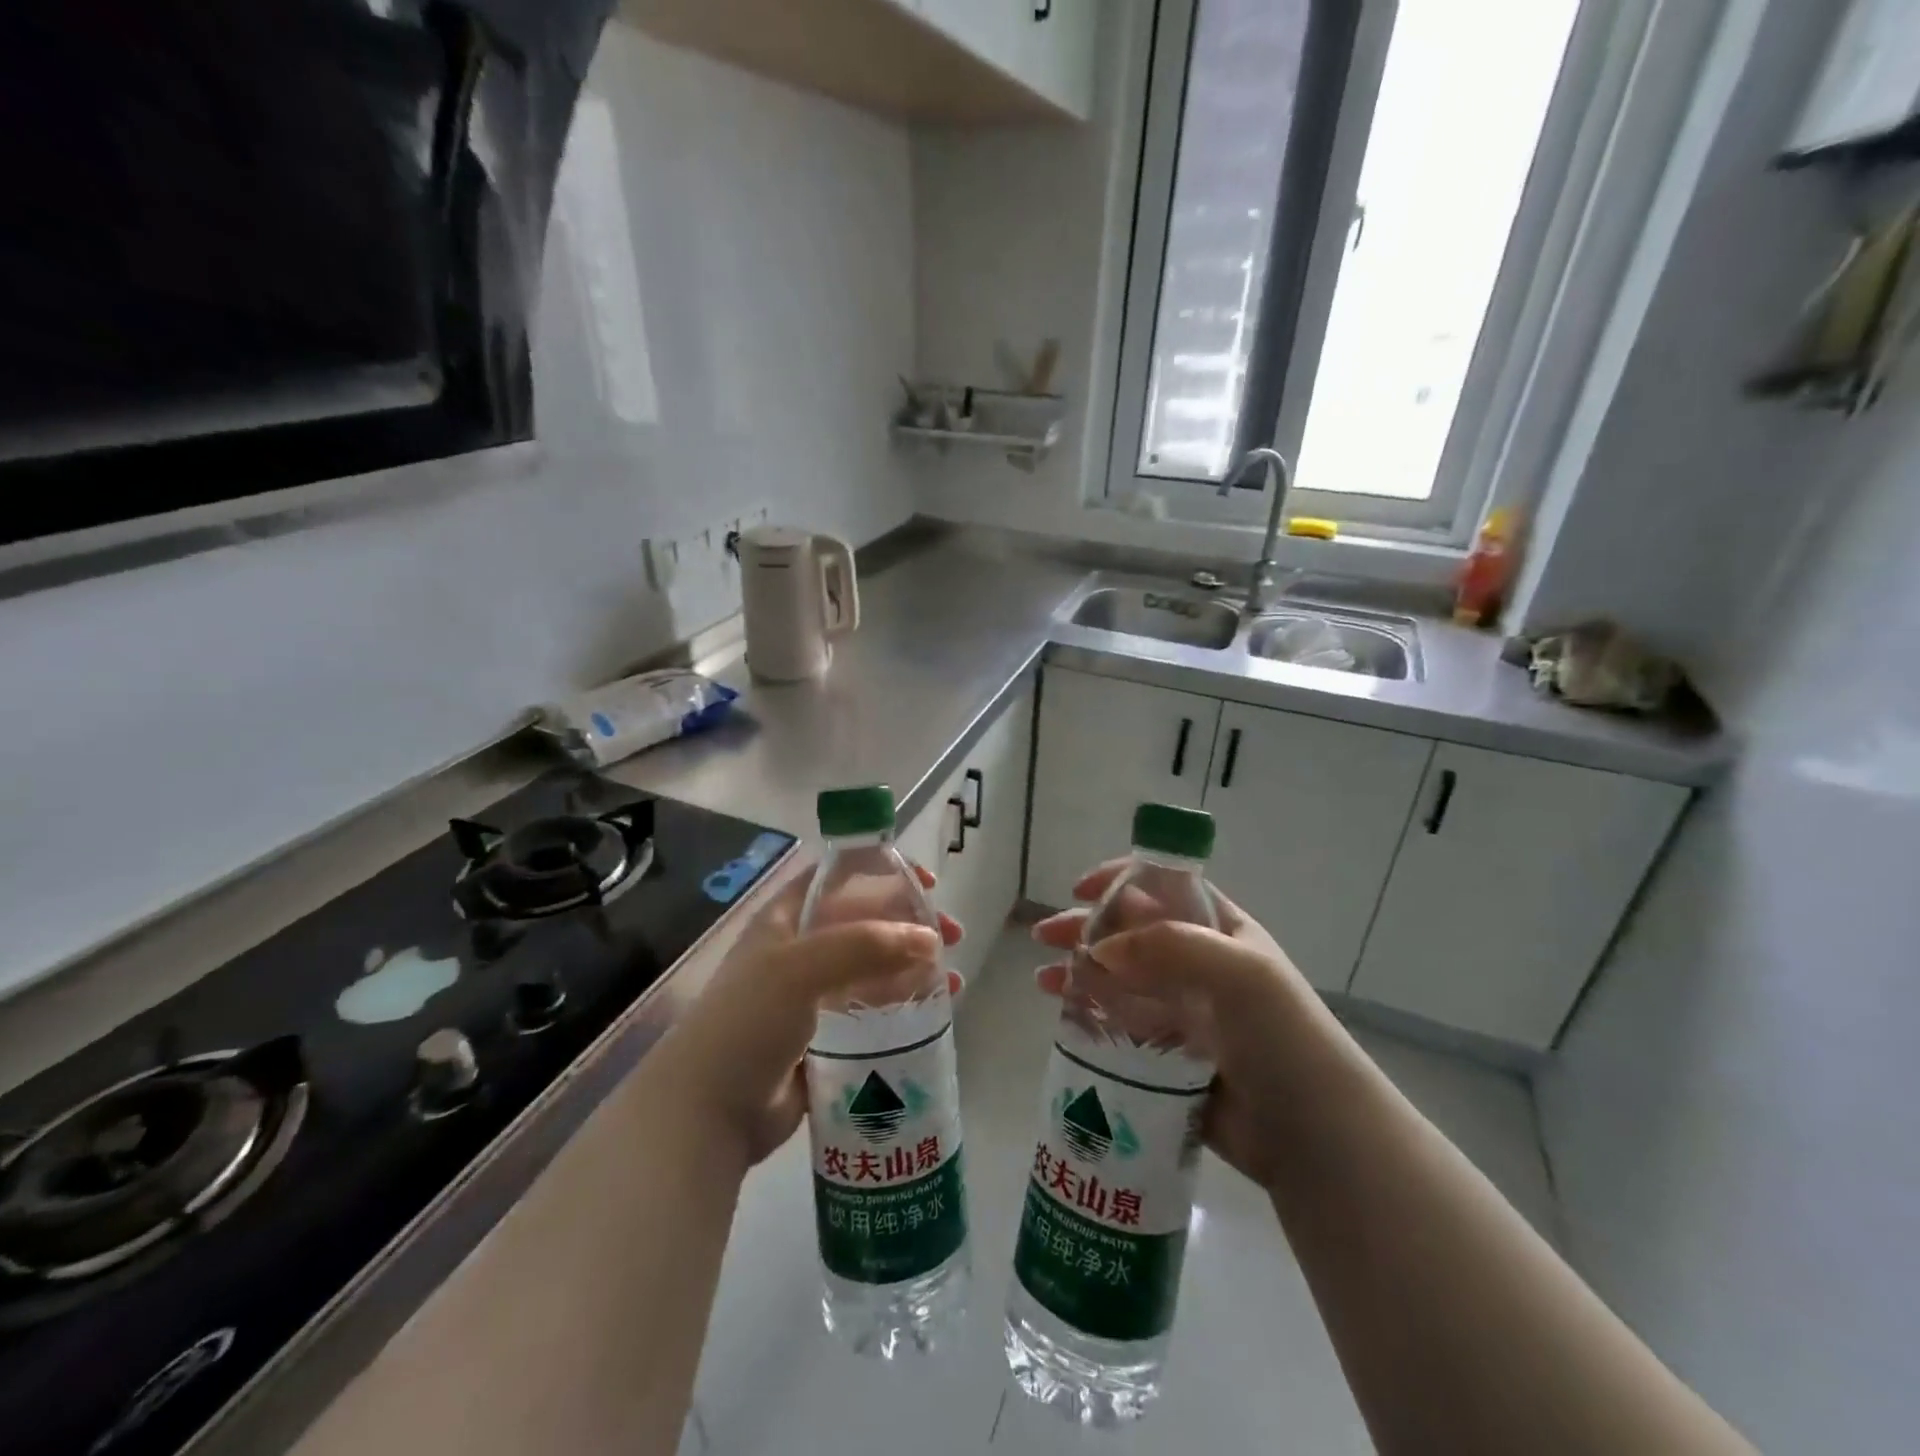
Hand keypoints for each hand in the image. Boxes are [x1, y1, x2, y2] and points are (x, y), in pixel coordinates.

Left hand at [661, 862, 962, 1169]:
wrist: (708, 1112)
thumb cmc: (748, 1022)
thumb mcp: (801, 968)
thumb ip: (865, 945)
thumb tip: (929, 939)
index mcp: (787, 920)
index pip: (840, 878)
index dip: (883, 871)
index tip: (927, 882)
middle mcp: (801, 951)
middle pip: (866, 923)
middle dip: (911, 924)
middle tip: (952, 936)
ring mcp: (814, 996)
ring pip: (875, 969)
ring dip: (914, 967)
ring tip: (953, 981)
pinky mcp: (827, 1037)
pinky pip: (874, 1012)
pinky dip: (905, 1006)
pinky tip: (937, 1012)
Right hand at [1032, 862, 1318, 1192]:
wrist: (1313, 1137)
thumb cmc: (1281, 1037)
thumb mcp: (1238, 973)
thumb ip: (1169, 946)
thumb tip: (1099, 949)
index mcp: (1220, 931)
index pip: (1164, 888)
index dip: (1122, 881)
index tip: (1080, 889)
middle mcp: (1197, 964)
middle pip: (1131, 933)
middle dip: (1086, 928)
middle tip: (1044, 936)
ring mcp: (1181, 1011)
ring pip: (1118, 979)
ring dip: (1079, 971)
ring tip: (1042, 981)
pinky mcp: (1167, 1055)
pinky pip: (1120, 1024)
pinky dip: (1089, 1014)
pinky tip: (1061, 1015)